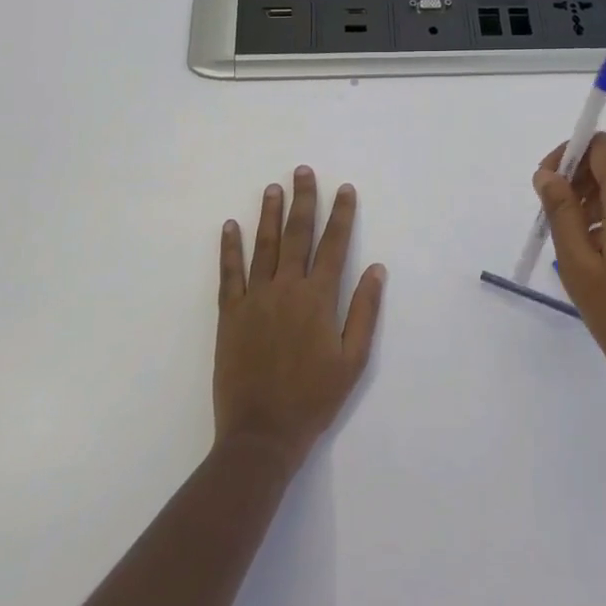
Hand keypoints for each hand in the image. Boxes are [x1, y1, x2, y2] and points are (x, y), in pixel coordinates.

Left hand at [214, 167, 385, 468]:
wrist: (262, 433)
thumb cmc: (314, 398)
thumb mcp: (353, 359)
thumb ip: (364, 311)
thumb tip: (376, 269)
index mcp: (319, 298)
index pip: (334, 245)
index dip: (341, 215)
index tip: (344, 189)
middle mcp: (287, 288)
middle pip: (297, 235)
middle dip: (303, 201)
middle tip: (303, 171)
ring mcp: (255, 299)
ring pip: (264, 246)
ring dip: (269, 214)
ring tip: (273, 187)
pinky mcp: (230, 314)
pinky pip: (230, 273)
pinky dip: (230, 248)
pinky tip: (230, 226)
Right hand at [534, 134, 605, 419]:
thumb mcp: (578, 266)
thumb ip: (561, 213)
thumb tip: (548, 175)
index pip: (603, 146)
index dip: (570, 153)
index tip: (547, 186)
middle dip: (579, 179)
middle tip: (554, 217)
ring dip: (595, 200)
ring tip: (574, 244)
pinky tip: (601, 259)